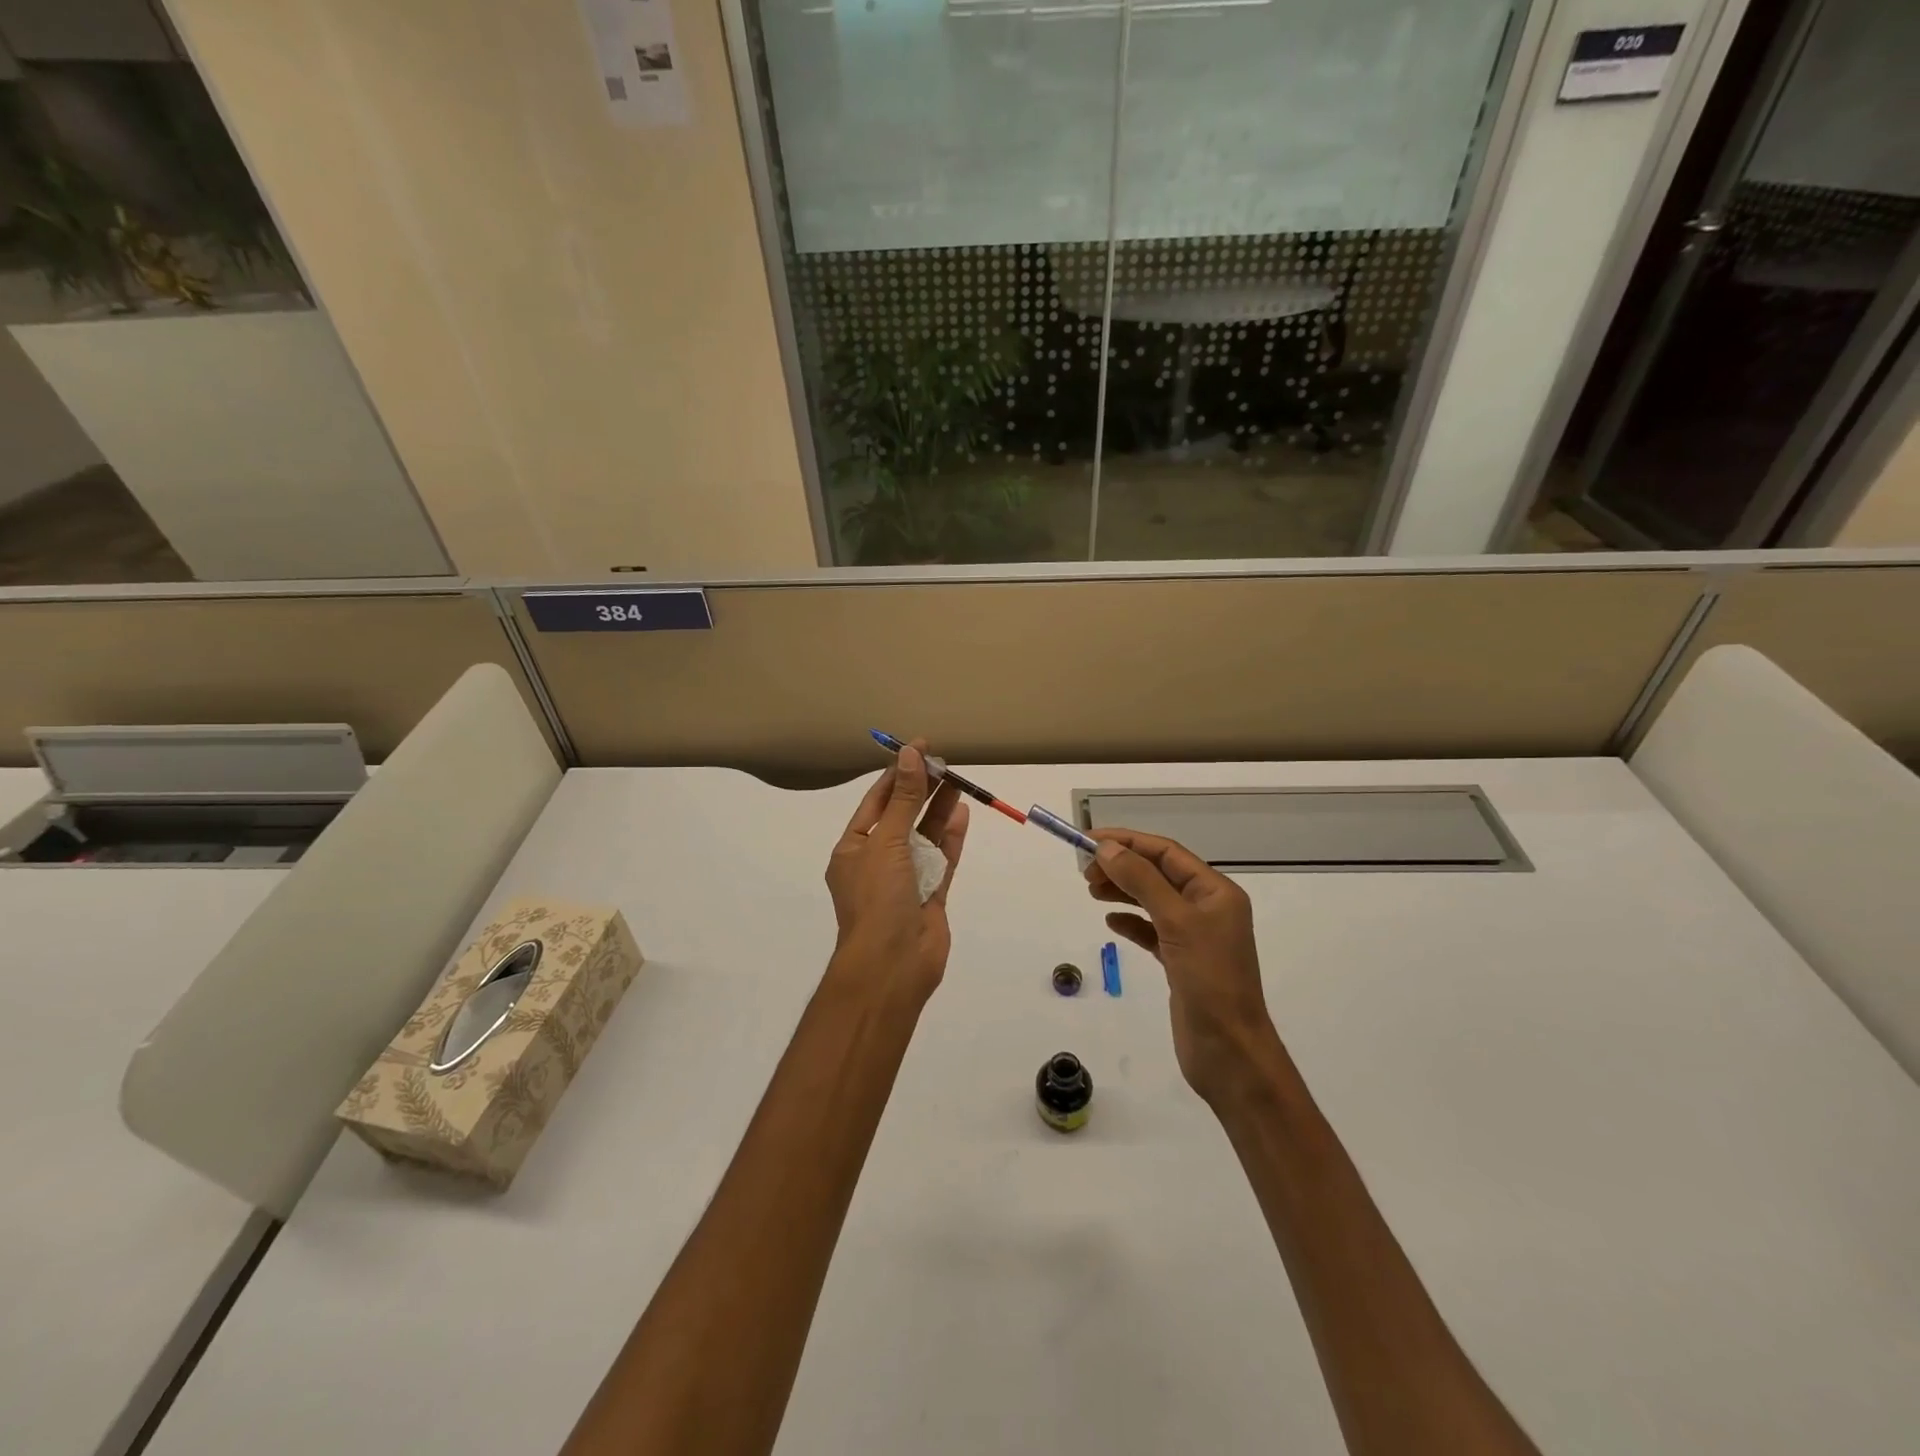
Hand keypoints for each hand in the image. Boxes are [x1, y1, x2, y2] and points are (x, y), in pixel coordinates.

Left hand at [825, 742, 968, 1006]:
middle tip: (944, 761)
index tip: (918, 748)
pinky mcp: (931, 894)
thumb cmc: (878, 899)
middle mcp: (878, 860)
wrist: (892, 966)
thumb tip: (910, 755)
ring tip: (958, 778)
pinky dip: (951, 837)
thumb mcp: (886, 842)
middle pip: (902, 815)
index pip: (875, 801)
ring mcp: (906, 878)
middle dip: (920, 789)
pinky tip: (962, 812)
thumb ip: (903, 800)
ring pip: (925, 835)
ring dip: (939, 809)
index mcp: (854, 848)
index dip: (897, 774)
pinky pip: (942, 858)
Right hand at [1085, 829, 1280, 1107]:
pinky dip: (1130, 922)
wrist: (1229, 1052)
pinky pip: (1151, 930)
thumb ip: (1142, 881)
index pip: (1166, 853)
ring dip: (1123, 891)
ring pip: (1152, 900)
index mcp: (1215, 892)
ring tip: (1090, 891)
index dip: (1127, 842)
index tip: (1089, 841)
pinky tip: (1111, 922)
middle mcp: (1207, 908)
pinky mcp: (1181, 962)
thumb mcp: (1176, 923)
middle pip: (1158, 874)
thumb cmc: (1210, 981)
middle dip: (1122, 866)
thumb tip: (1108, 849)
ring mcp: (1194, 936)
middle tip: (1085, 872)